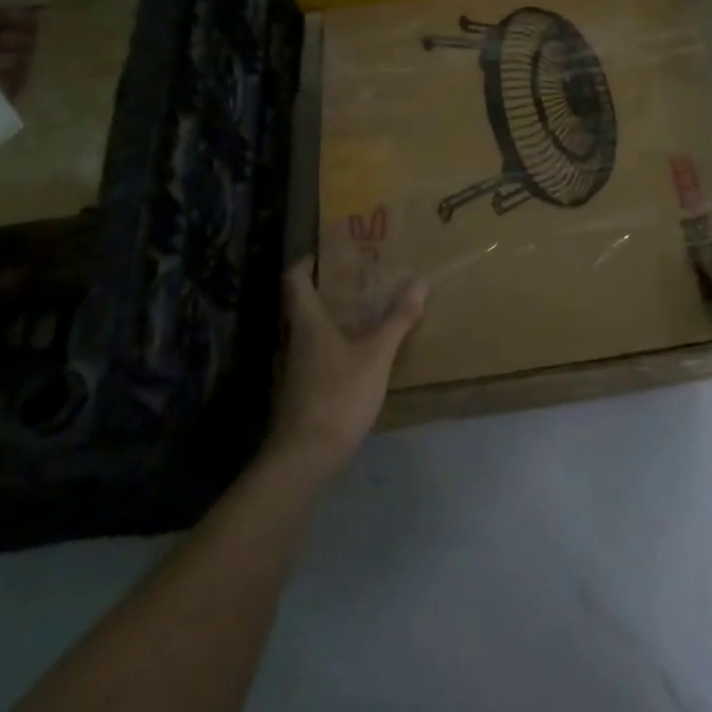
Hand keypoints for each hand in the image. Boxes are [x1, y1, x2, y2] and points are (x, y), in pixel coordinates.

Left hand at [267, 258, 426, 477]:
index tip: (327, 253)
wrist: (305, 458)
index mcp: (307, 323)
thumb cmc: (339, 395)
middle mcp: (293, 340)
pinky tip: (353, 357)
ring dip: (328, 321)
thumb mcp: (377, 355)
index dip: (306, 262)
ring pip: (306, 333)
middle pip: (301, 306)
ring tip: (359, 315)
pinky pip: (312, 358)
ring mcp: (292, 370)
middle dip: (324, 290)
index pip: (294, 280)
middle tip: (355, 281)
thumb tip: (420, 282)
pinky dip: (329, 348)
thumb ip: (398, 320)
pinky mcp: (297, 394)